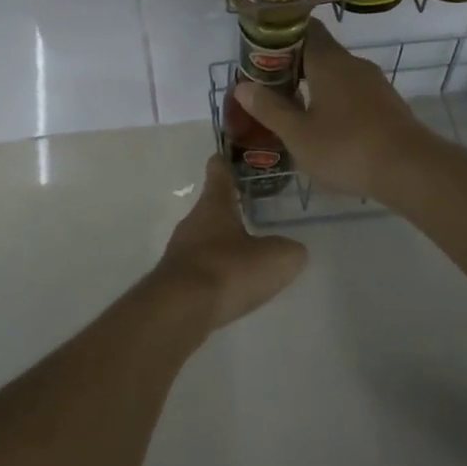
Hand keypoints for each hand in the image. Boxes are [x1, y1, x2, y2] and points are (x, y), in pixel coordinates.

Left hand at [152, 155, 308, 329]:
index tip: (225, 156)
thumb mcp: (276, 259)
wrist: (180, 310)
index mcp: (214, 205)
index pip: (218, 173)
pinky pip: (199, 268)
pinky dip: (214, 272)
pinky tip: (229, 286)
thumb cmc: (228, 270)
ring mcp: (179, 252)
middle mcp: (192, 222)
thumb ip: (289, 250)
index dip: (224, 163)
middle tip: (251, 212)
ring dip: (221, 244)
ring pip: (204, 240)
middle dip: (229, 210)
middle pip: (211, 208)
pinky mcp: (174, 281)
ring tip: (245, 255)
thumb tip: (292, 251)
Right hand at [234, 21, 432, 201]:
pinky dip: (335, 101)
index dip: (281, 37)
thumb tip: (242, 85)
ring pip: (337, 74)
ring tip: (293, 110)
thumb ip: (269, 108)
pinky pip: (354, 92)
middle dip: (294, 66)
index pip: (304, 30)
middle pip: (320, 52)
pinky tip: (326, 127)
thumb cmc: (346, 147)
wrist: (410, 169)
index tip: (261, 54)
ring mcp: (375, 83)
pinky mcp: (388, 104)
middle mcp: (353, 64)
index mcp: (328, 61)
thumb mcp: (298, 134)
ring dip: (315, 86)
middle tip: (269, 87)